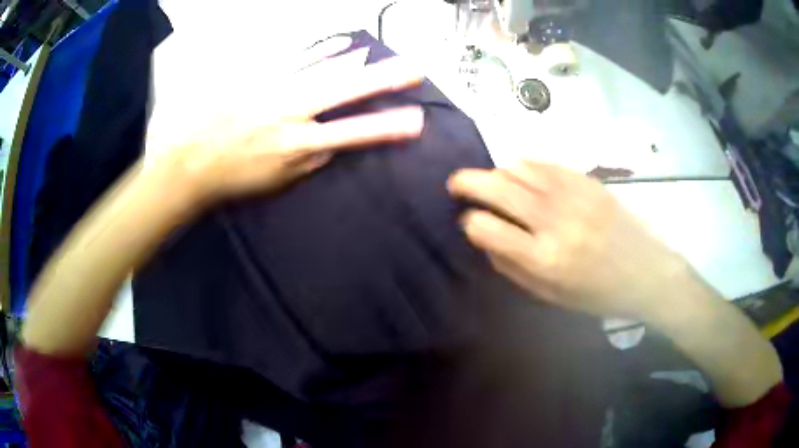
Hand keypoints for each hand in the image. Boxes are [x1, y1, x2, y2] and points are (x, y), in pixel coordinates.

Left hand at [156, 45, 424, 206]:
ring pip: (324, 69)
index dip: (387, 127)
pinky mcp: (258, 76)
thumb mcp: (277, 181)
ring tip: (381, 56)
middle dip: (384, 79)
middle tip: (413, 70)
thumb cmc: (234, 177)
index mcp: (296, 145)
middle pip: (346, 90)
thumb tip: (334, 145)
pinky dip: (322, 51)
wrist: (192, 161)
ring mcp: (274, 89)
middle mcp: (291, 112)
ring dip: (358, 61)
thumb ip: (310, 161)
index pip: (353, 134)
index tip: (415, 120)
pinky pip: (296, 59)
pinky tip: (341, 45)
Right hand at [448, 161, 693, 320]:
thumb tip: (484, 236)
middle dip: (466, 182)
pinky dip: (523, 165)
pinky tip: (521, 174)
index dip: (469, 223)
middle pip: (496, 187)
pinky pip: (543, 162)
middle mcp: (554, 220)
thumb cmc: (598, 293)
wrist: (646, 271)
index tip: (469, 223)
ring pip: (517, 168)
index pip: (486, 228)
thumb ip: (512, 267)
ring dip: (496, 173)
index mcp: (544, 258)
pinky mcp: (586, 179)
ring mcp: (571, 194)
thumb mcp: (550, 295)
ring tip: (493, 182)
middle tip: (456, 185)